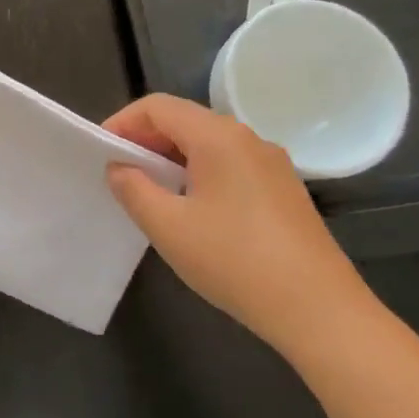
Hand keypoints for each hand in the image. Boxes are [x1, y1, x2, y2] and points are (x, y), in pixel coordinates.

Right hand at [104, 94, 376, 351]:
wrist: (319, 310)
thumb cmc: (235, 261)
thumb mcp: (168, 226)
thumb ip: (133, 189)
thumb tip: (119, 167)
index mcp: (218, 136)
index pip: (158, 107)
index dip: (122, 122)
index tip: (99, 152)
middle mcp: (248, 138)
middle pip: (184, 120)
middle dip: (144, 140)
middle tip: (117, 173)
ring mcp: (271, 164)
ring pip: (207, 144)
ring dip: (170, 158)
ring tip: (147, 192)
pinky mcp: (283, 190)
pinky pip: (228, 165)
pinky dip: (198, 173)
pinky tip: (189, 209)